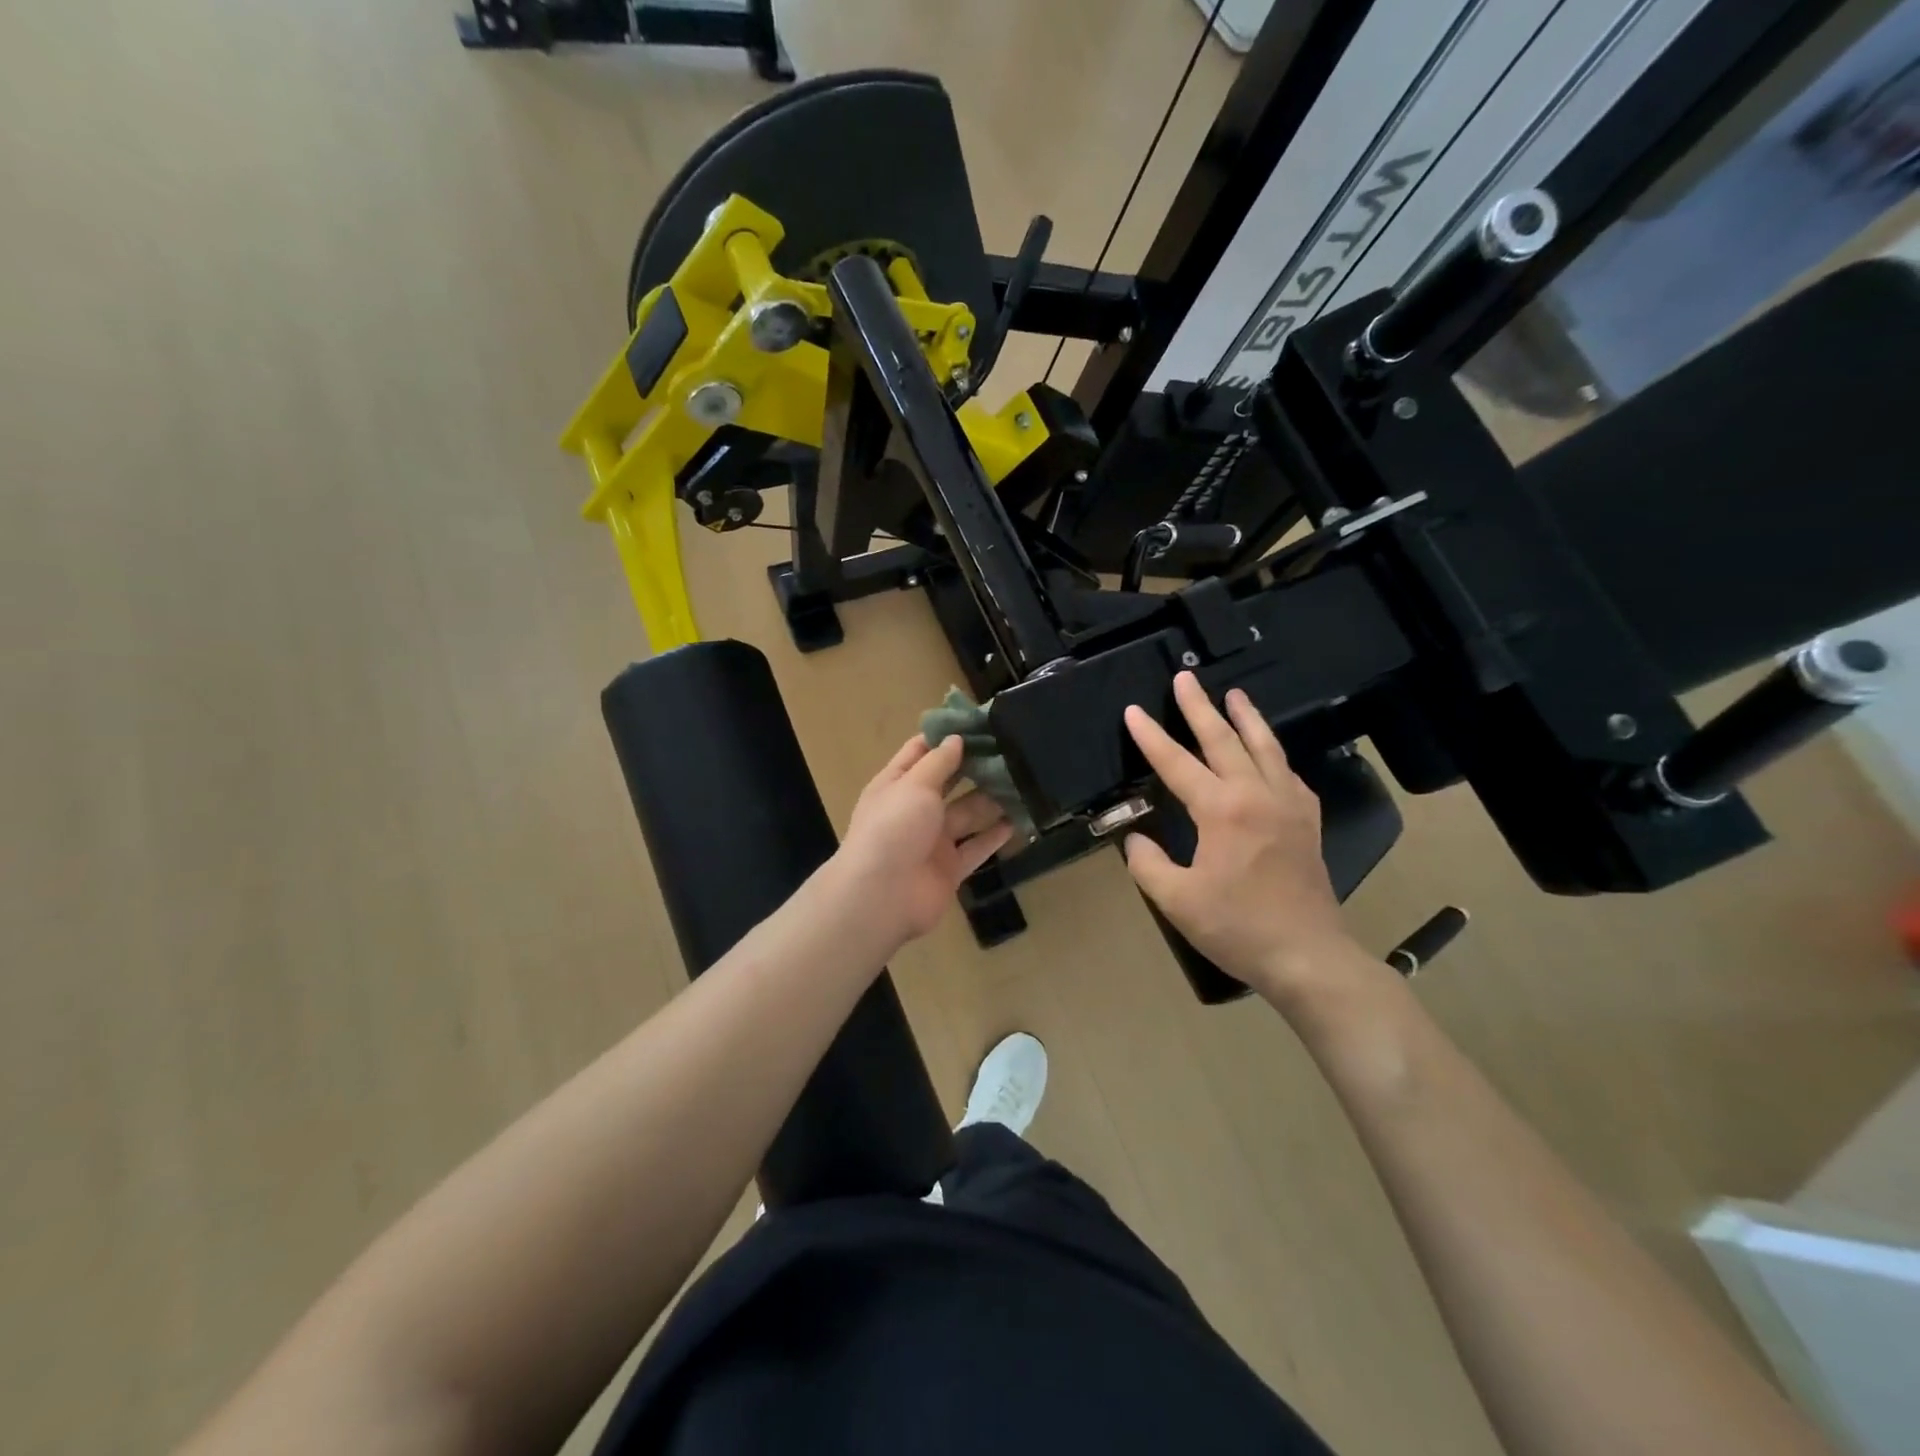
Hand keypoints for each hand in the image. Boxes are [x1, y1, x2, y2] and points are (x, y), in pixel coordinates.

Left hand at [834, 735, 1014, 947]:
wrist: (882, 896)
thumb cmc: (893, 829)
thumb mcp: (913, 785)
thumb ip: (938, 762)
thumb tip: (955, 739)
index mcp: (896, 784)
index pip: (920, 752)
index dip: (945, 737)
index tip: (977, 723)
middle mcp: (914, 809)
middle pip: (948, 783)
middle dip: (975, 767)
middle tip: (1011, 750)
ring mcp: (932, 840)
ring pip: (967, 814)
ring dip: (991, 800)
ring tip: (1023, 782)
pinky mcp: (950, 868)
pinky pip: (976, 847)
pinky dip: (995, 835)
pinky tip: (1018, 820)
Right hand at [1122, 672, 1357, 1002]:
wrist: (1307, 955)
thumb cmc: (1237, 927)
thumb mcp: (1176, 900)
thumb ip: (1147, 863)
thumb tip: (1136, 840)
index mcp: (1222, 811)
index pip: (1177, 763)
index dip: (1151, 737)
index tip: (1133, 711)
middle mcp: (1257, 796)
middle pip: (1224, 740)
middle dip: (1200, 707)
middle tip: (1186, 678)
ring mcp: (1289, 805)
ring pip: (1266, 748)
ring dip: (1247, 718)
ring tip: (1235, 694)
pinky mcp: (1307, 822)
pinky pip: (1288, 773)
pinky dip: (1273, 753)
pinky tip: (1269, 753)